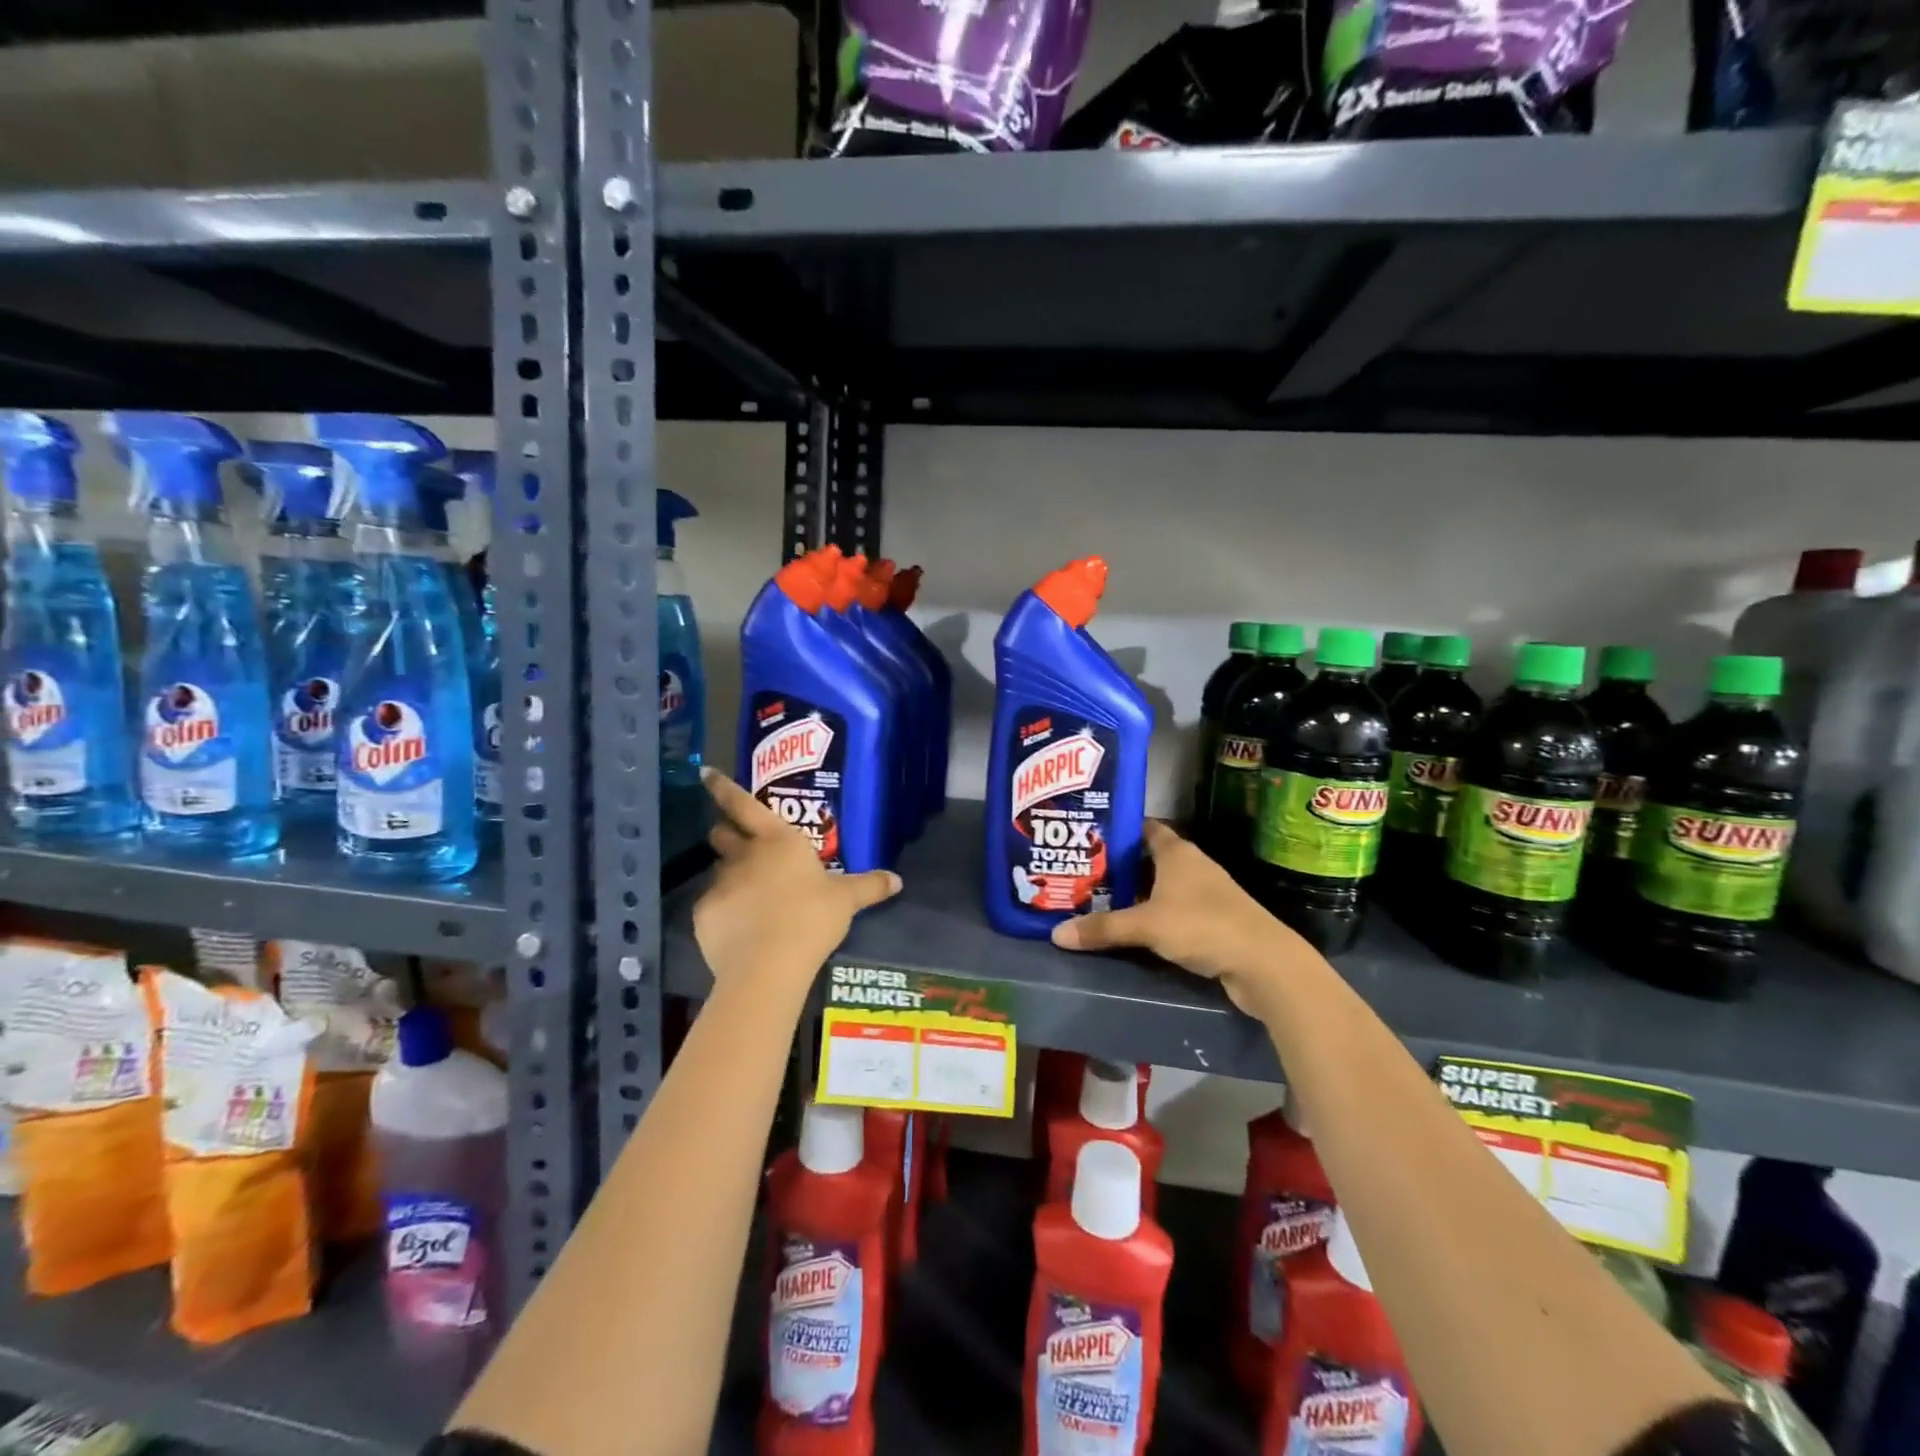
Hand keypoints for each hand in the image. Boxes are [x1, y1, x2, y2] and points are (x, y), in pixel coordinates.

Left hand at [693, 768, 901, 996]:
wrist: (768, 965)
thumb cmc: (811, 918)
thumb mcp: (847, 900)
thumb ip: (870, 886)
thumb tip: (897, 879)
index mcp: (778, 840)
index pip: (743, 804)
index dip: (723, 787)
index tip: (706, 772)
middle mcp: (744, 855)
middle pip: (722, 833)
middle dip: (726, 833)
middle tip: (739, 842)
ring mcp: (720, 884)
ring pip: (718, 870)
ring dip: (729, 875)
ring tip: (747, 895)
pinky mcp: (704, 914)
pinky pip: (712, 906)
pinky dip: (723, 912)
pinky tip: (738, 929)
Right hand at [1049, 820, 1307, 1015]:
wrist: (1264, 964)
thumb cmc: (1202, 926)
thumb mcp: (1146, 926)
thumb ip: (1103, 928)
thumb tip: (1056, 934)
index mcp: (1177, 852)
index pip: (1144, 827)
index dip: (1118, 829)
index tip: (1088, 835)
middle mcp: (1192, 866)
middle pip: (1148, 858)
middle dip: (1118, 865)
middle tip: (1081, 871)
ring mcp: (1205, 893)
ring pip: (1161, 886)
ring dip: (1135, 893)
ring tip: (1097, 899)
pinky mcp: (1212, 920)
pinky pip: (1173, 910)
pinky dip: (1152, 915)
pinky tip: (1131, 928)